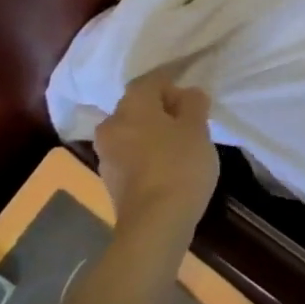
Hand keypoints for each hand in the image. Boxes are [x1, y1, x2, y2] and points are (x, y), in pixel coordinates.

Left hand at [94, 69, 218, 232]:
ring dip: (153, 132)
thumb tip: (189, 94)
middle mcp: (112, 124)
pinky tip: (167, 166)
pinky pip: (131, 154)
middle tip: (190, 121)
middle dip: (163, 109)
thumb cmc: (179, 165)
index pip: (151, 81)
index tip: (193, 97)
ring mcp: (107, 154)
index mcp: (132, 106)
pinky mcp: (110, 179)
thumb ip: (194, 104)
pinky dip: (147, 153)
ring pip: (133, 131)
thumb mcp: (197, 129)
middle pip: (138, 106)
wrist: (155, 222)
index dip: (173, 83)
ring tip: (181, 145)